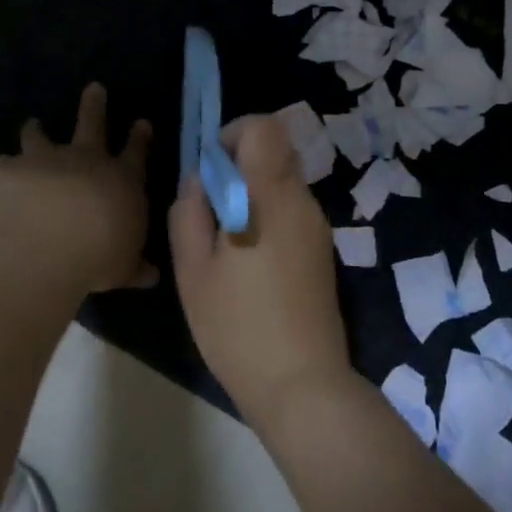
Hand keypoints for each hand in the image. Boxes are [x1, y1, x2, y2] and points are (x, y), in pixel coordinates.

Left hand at [0, 83, 156, 293]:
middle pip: (92, 125)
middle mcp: (87, 161)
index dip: (139, 138)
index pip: (136, 154)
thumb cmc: (103, 251)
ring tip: (32, 122)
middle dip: (94, 106)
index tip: (142, 123)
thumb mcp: (126, 266)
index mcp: (123, 180)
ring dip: (37, 130)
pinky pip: (1, 165)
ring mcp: (48, 161)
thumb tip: (152, 276)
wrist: (56, 236)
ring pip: (42, 137)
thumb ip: (135, 267)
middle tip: (94, 88)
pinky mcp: (13, 170)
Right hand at [170, 114, 351, 424]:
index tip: (212, 172)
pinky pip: (291, 209)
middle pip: (274, 151)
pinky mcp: (322, 249)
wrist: (302, 384)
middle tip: (211, 211)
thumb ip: (189, 212)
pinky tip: (249, 264)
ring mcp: (316, 225)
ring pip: (281, 181)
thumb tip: (201, 180)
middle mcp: (301, 200)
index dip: (233, 134)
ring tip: (225, 245)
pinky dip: (266, 215)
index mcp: (271, 196)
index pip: (264, 127)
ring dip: (251, 193)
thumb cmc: (238, 327)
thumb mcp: (192, 271)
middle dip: (238, 167)